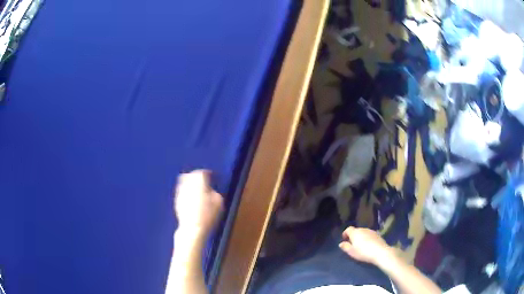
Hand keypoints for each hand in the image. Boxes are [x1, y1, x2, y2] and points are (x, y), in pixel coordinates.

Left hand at [174, 170, 223, 237]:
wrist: (192, 228)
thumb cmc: (208, 215)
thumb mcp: (218, 202)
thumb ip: (214, 192)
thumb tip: (210, 190)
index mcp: (198, 183)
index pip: (201, 173)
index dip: (207, 173)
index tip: (212, 176)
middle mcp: (187, 185)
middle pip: (190, 175)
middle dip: (196, 176)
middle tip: (203, 180)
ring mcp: (180, 193)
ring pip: (184, 182)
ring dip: (190, 182)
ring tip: (196, 188)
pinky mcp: (177, 201)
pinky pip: (181, 191)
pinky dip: (186, 191)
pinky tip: (191, 197)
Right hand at [339, 226, 392, 264]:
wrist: (380, 252)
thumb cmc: (363, 252)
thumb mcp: (351, 252)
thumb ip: (345, 247)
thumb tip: (341, 243)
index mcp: (355, 233)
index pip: (348, 229)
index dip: (345, 233)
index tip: (344, 239)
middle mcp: (363, 229)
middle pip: (356, 230)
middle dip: (353, 236)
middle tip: (352, 244)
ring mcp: (371, 231)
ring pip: (363, 232)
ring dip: (361, 237)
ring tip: (360, 245)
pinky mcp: (377, 234)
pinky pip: (369, 235)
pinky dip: (367, 238)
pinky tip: (368, 245)